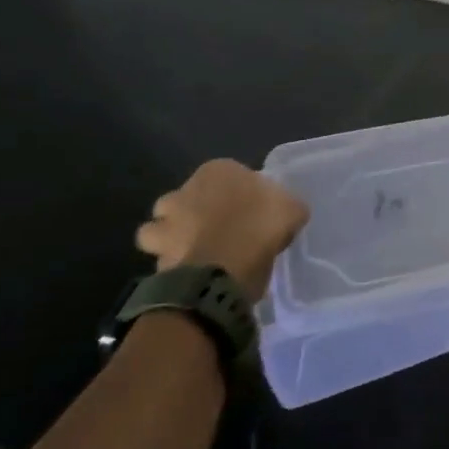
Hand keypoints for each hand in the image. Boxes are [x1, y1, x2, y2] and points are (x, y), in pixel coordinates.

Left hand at [135, 160, 309, 302]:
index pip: (224, 175)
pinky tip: (191, 278)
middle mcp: (184, 191)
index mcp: (216, 171)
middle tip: (215, 232)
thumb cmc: (258, 227)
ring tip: (193, 255)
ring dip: (170, 239)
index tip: (250, 212)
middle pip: (184, 199)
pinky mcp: (157, 256)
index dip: (237, 194)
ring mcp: (166, 224)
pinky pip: (162, 260)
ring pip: (159, 229)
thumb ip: (287, 205)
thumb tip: (288, 210)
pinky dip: (172, 268)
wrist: (222, 269)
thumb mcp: (291, 209)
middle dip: (191, 213)